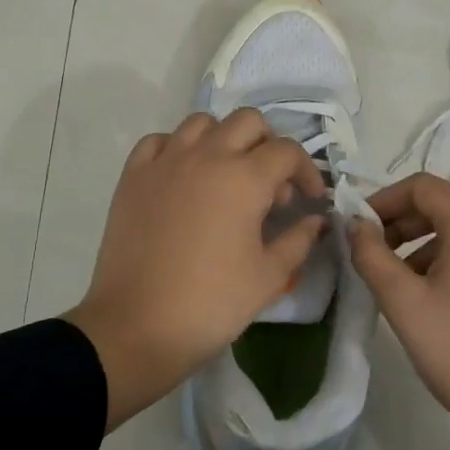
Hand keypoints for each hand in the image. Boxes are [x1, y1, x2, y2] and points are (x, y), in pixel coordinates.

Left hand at [72, 109, 327, 429]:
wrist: (137, 327)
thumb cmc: (211, 304)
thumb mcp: (269, 276)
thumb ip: (299, 240)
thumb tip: (316, 220)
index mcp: (244, 178)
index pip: (287, 151)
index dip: (307, 171)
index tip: (309, 199)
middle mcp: (206, 156)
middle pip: (248, 121)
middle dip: (269, 145)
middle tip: (271, 184)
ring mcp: (165, 161)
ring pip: (202, 123)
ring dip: (224, 140)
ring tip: (227, 175)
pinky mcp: (133, 176)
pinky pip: (160, 141)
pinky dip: (178, 148)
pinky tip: (184, 176)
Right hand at [350, 175, 449, 449]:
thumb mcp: (403, 302)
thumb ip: (371, 254)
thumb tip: (356, 224)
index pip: (422, 187)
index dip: (384, 200)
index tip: (360, 228)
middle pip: (447, 206)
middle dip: (406, 224)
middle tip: (377, 256)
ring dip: (430, 245)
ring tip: (407, 284)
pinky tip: (446, 298)